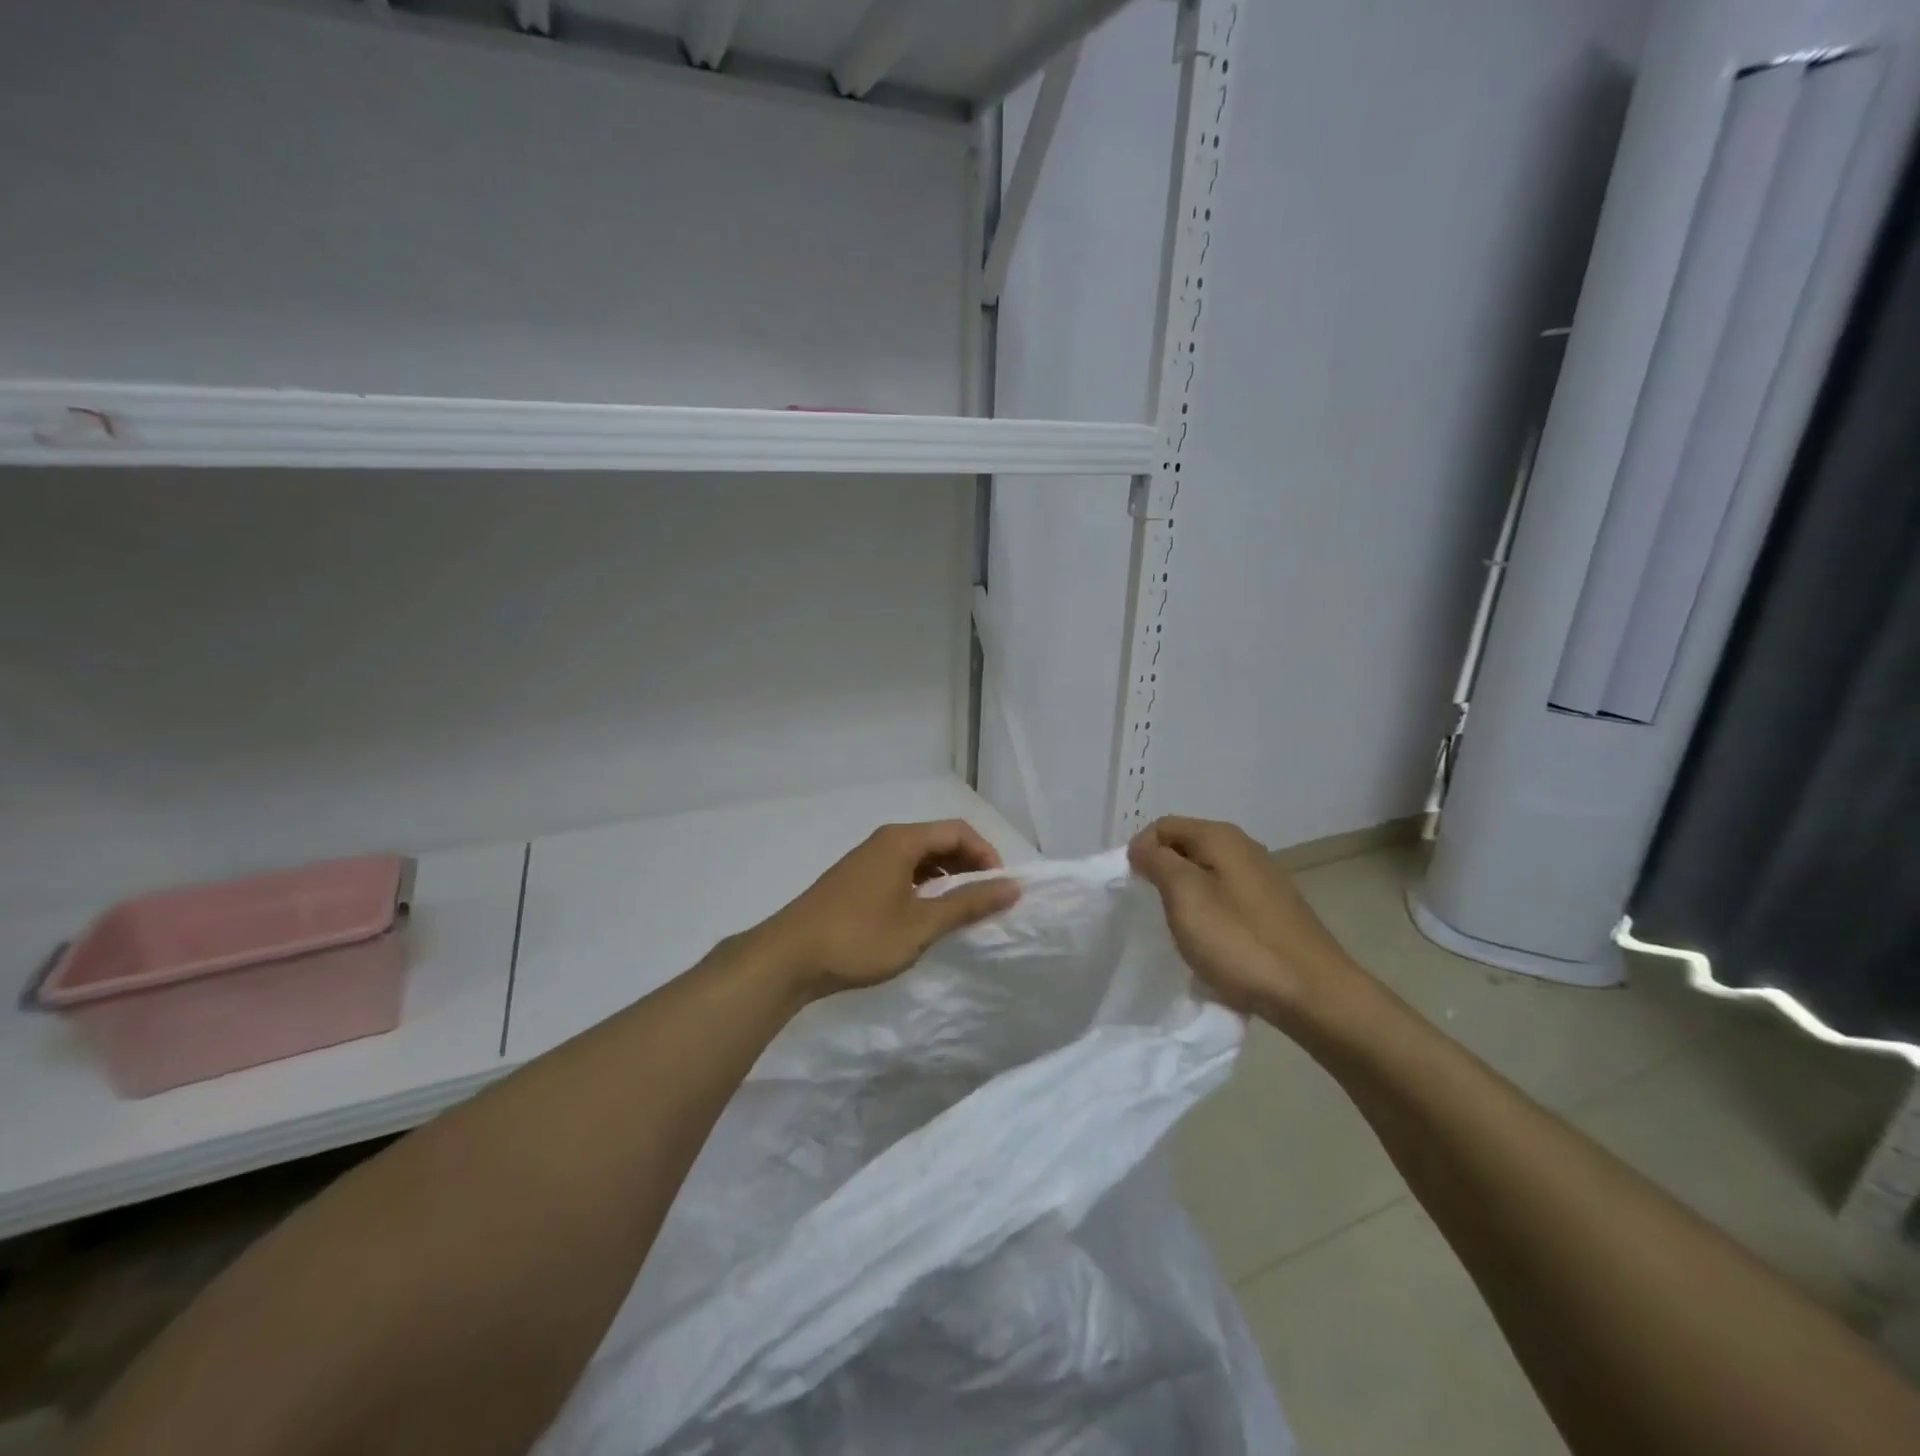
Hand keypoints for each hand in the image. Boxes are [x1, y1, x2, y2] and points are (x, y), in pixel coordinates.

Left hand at [754, 820, 1020, 998]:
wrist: (788, 958)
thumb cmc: (859, 937)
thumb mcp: (921, 924)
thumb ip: (968, 904)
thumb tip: (1013, 886)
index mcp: (902, 840)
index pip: (959, 830)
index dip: (987, 855)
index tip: (1000, 889)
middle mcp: (885, 841)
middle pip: (940, 840)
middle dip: (969, 866)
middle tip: (986, 901)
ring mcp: (867, 861)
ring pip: (920, 858)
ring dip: (947, 878)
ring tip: (961, 911)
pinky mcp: (856, 882)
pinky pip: (902, 872)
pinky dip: (923, 887)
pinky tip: (925, 915)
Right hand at [1128, 816, 1369, 1029]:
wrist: (1314, 994)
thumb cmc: (1241, 941)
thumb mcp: (1185, 896)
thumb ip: (1158, 863)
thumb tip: (1143, 848)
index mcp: (1221, 837)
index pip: (1163, 826)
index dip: (1140, 851)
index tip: (1133, 889)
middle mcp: (1245, 848)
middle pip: (1186, 847)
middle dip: (1163, 873)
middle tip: (1153, 910)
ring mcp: (1263, 879)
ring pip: (1206, 874)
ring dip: (1186, 896)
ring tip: (1180, 929)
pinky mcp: (1274, 909)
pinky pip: (1227, 898)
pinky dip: (1210, 913)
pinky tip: (1212, 943)